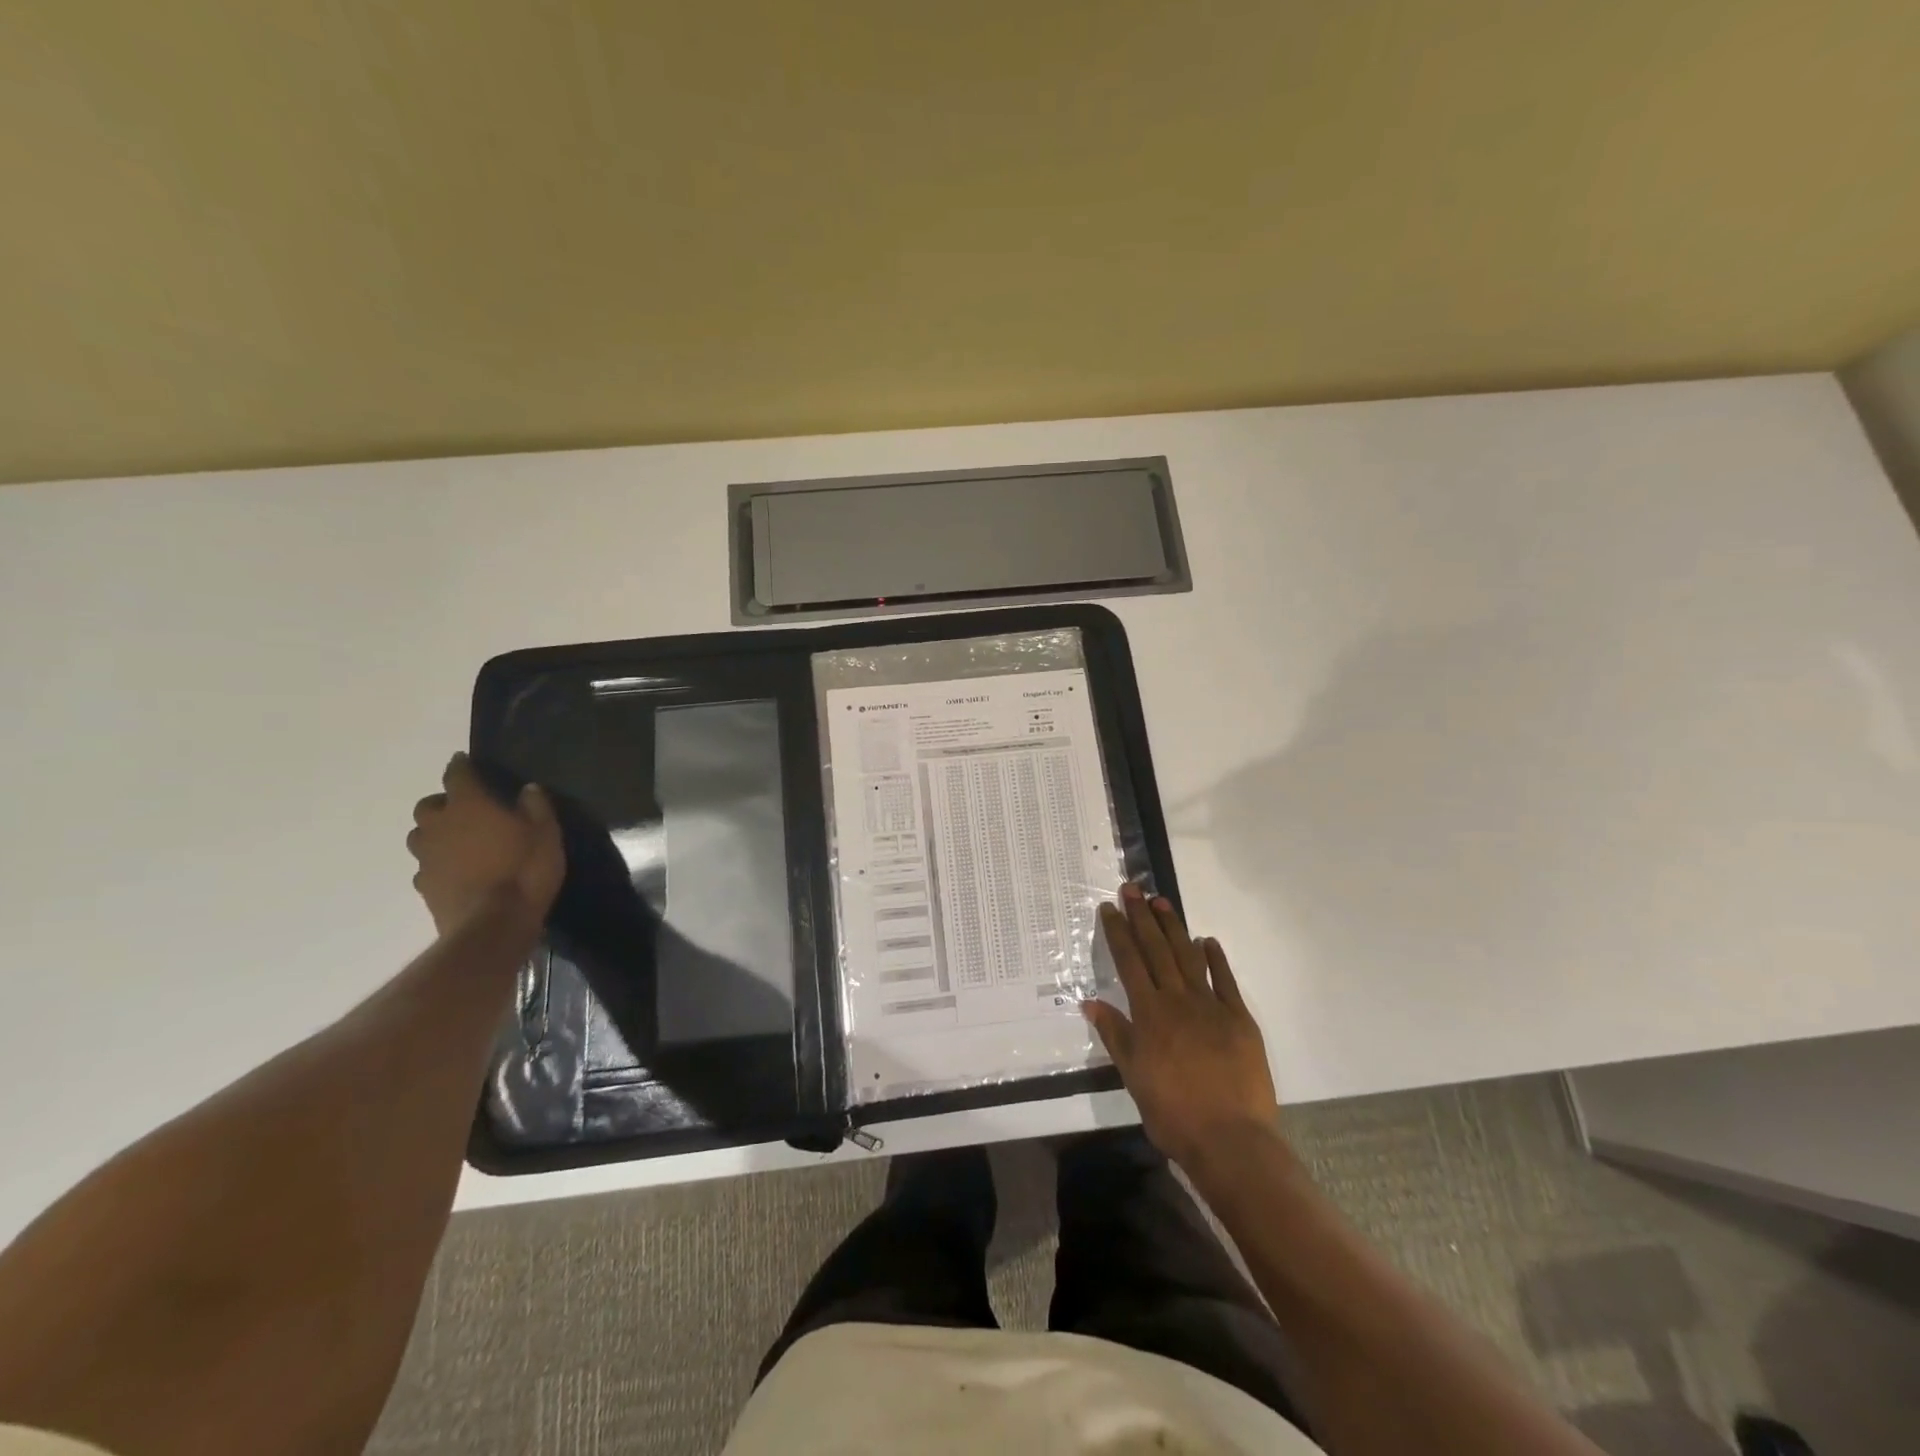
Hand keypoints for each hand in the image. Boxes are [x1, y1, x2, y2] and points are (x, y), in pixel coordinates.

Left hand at [406, 753, 564, 936]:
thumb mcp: (546, 834)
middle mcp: (440, 826)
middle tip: (464, 809)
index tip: (464, 760)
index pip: (457, 775)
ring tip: (457, 841)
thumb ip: (536, 807)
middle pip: (428, 806)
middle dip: (443, 803)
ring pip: (420, 836)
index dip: (460, 766)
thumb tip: (528, 789)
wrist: (493, 924)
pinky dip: (437, 864)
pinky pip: (425, 867)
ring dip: (435, 833)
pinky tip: (455, 871)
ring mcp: (427, 858)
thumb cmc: (524, 870)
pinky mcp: (424, 887)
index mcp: (469, 805)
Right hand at [1084, 883, 1279, 1168]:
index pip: (1129, 962)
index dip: (1119, 932)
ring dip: (1174, 928)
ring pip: (1188, 957)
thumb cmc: (1173, 1113)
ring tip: (1162, 902)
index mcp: (1149, 1014)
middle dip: (1142, 917)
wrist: (1231, 1140)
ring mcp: (1211, 1006)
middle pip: (1157, 950)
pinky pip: (1225, 980)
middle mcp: (1178, 1000)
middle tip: (1133, 888)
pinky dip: (1215, 958)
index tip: (1110, 907)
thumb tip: (1091, 1002)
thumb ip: (1115, 1035)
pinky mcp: (1239, 1019)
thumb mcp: (1133, 1077)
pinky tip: (1207, 941)